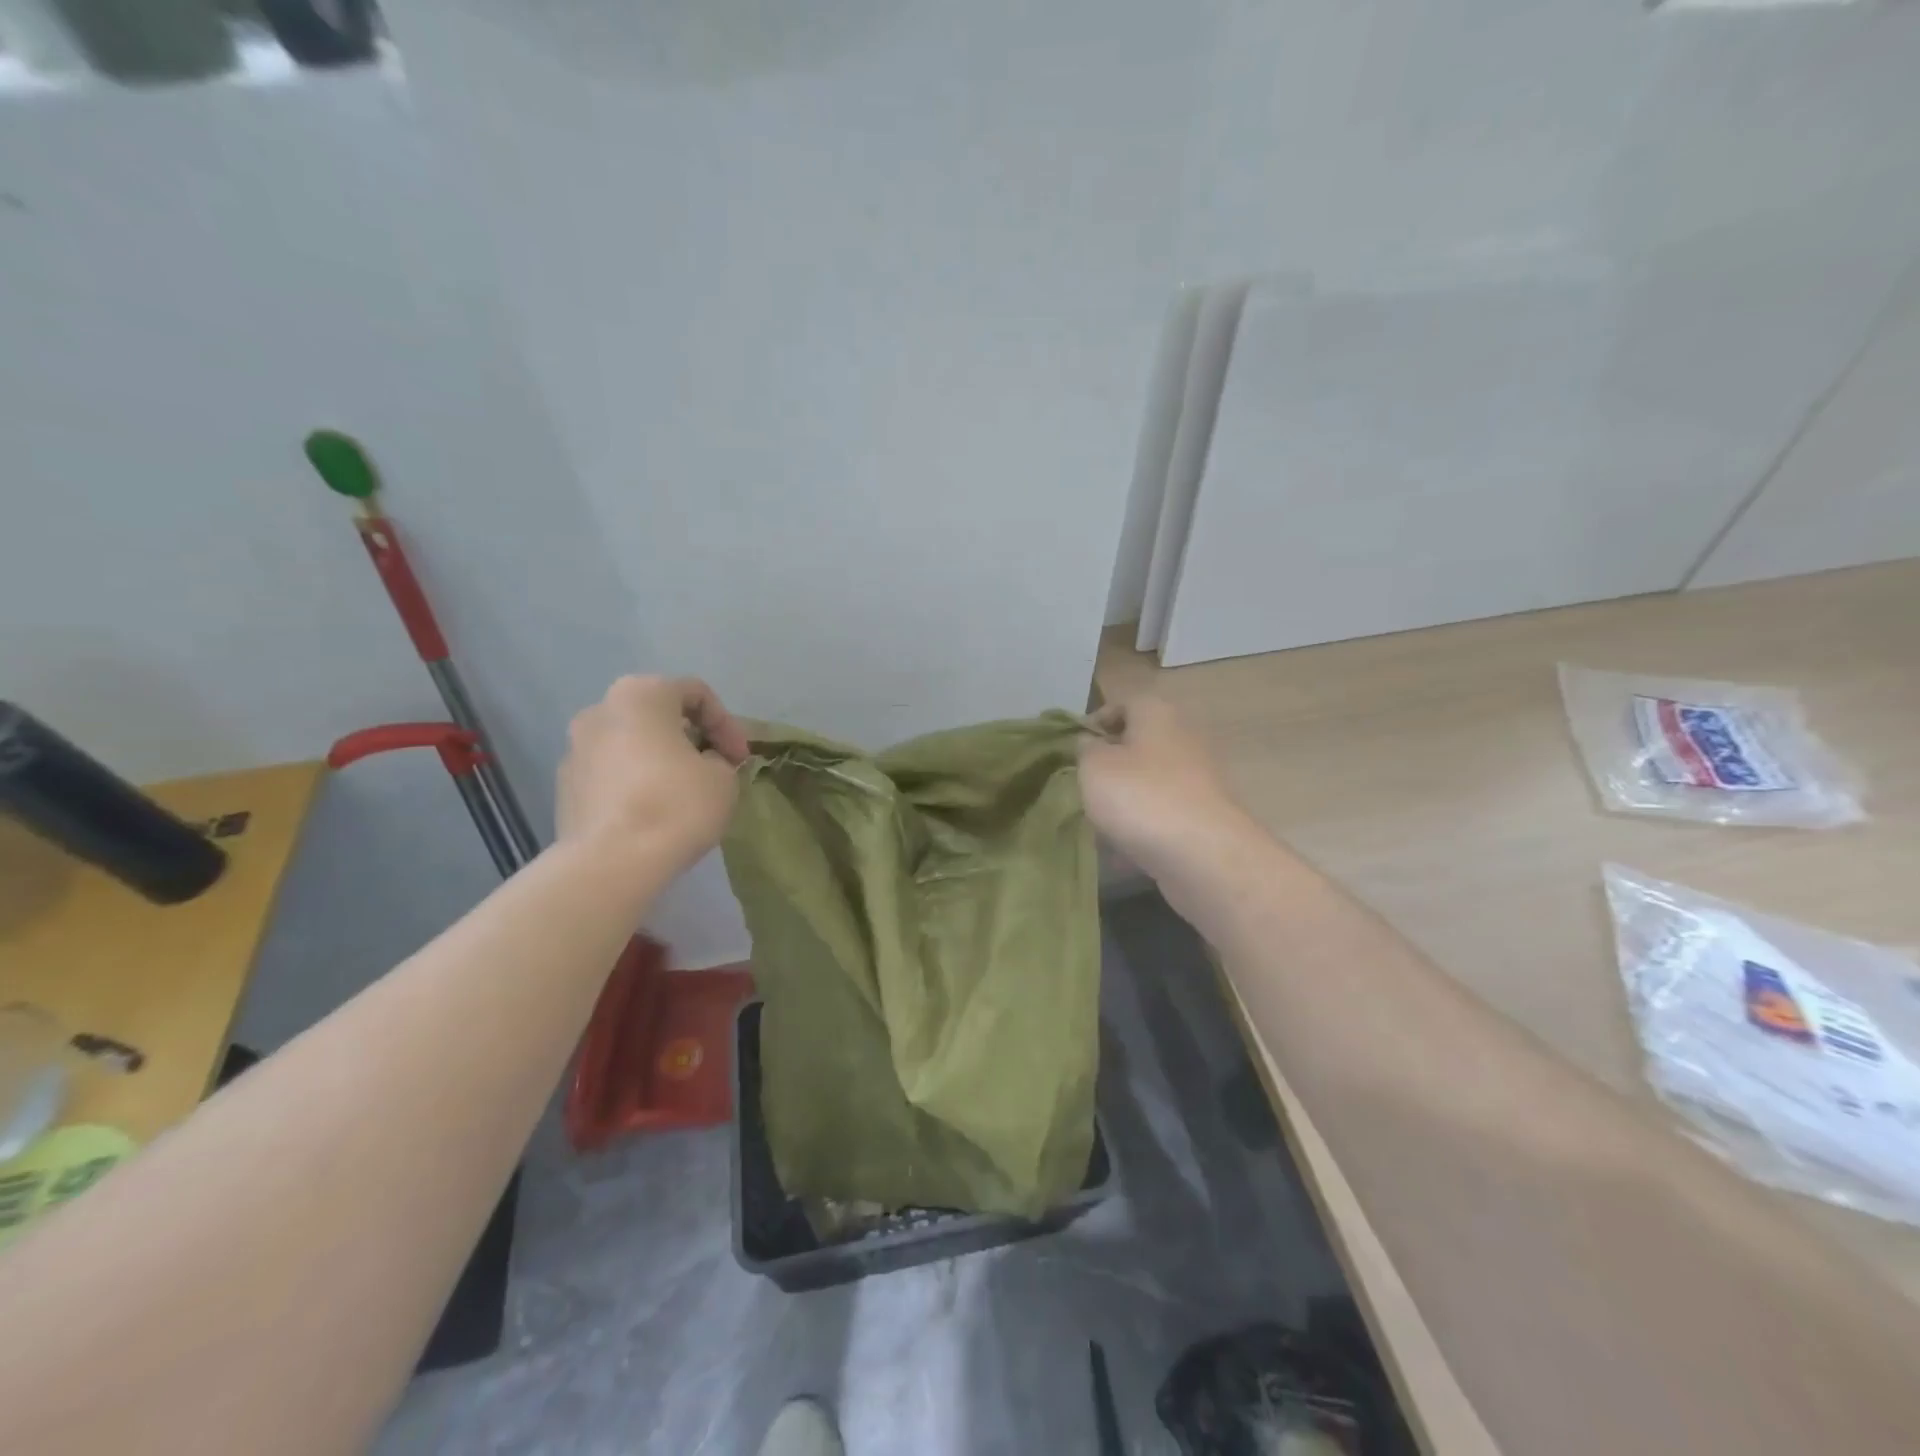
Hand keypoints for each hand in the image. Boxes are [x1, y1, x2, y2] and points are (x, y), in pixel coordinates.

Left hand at [557, 676, 751, 869]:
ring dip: (660, 760)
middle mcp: (600, 711)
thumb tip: (703, 764)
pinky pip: (610, 774)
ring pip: (630, 744)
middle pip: (658, 715)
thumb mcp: (724, 778)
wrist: (611, 863)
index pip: (696, 693)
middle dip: (690, 739)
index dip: (727, 724)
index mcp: (641, 695)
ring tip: (682, 793)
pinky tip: (652, 813)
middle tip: (714, 768)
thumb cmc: (676, 805)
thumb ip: (719, 760)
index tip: (740, 760)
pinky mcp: (564, 787)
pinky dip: (634, 784)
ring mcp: (574, 749)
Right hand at [1079, 698, 1252, 879]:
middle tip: (1084, 788)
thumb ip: (1085, 749)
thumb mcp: (1094, 766)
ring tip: (1100, 825)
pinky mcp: (1204, 816)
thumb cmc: (1141, 796)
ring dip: (1125, 800)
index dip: (1095, 723)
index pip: (1122, 704)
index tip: (1074, 749)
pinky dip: (1144, 827)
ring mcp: (1199, 779)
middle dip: (1110, 766)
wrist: (1203, 855)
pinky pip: (1164, 815)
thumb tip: (1091, 745)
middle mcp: (1184, 738)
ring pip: (1149, 782)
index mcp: (1158, 714)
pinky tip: (1125, 851)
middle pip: (1138, 745)